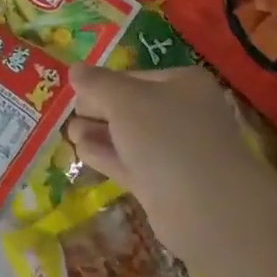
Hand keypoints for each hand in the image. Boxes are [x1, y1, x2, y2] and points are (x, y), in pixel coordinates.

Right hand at [64, 64, 273, 257]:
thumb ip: (97, 84)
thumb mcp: (124, 100)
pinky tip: (81, 150)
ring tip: (69, 132)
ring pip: (130, 137)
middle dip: (100, 109)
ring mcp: (177, 151)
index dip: (103, 82)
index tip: (74, 90)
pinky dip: (107, 155)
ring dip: (100, 132)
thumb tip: (75, 70)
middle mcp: (184, 113)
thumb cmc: (167, 137)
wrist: (207, 207)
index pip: (134, 76)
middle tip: (69, 112)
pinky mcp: (166, 184)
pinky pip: (131, 163)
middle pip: (132, 107)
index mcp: (184, 84)